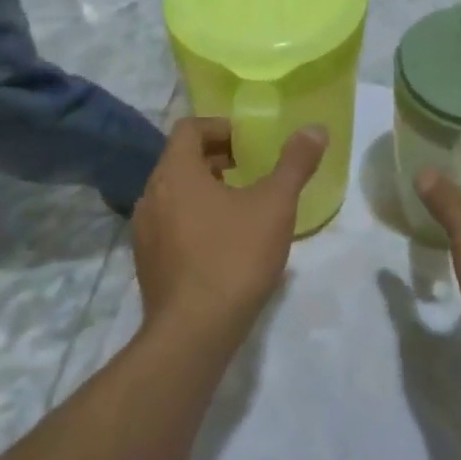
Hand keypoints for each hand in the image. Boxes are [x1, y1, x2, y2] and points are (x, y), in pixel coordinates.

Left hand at [132, 117, 325, 331]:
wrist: (194, 332)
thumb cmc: (234, 256)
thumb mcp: (275, 205)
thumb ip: (295, 163)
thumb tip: (316, 128)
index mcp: (175, 173)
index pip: (189, 128)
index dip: (220, 127)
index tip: (249, 142)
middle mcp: (151, 195)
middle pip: (180, 160)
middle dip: (216, 158)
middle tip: (251, 169)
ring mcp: (145, 231)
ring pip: (175, 193)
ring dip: (205, 189)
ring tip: (242, 205)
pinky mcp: (147, 262)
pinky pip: (170, 223)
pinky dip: (194, 218)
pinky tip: (225, 242)